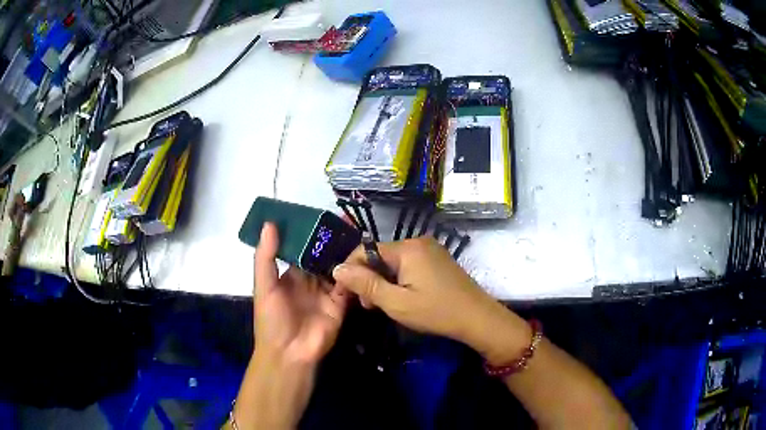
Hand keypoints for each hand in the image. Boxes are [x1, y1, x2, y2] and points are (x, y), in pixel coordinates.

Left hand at [253, 222, 348, 365]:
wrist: (289, 354)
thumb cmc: (271, 319)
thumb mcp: (264, 286)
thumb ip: (266, 257)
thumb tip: (269, 223)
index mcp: (291, 273)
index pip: (303, 248)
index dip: (312, 232)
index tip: (323, 214)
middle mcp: (310, 280)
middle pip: (324, 255)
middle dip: (334, 240)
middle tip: (347, 219)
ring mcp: (326, 292)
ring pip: (338, 268)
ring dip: (347, 253)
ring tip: (359, 233)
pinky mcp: (340, 304)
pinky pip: (348, 286)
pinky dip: (354, 275)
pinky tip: (363, 259)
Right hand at [332, 237, 530, 364]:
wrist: (478, 318)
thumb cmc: (436, 312)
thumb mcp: (396, 303)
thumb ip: (365, 285)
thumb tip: (337, 268)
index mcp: (407, 248)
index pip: (366, 251)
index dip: (351, 271)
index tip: (346, 295)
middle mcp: (418, 242)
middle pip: (380, 257)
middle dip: (369, 280)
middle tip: (369, 306)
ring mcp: (430, 250)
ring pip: (394, 263)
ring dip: (383, 282)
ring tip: (384, 305)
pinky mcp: (438, 260)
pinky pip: (409, 266)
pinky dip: (399, 281)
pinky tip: (402, 298)